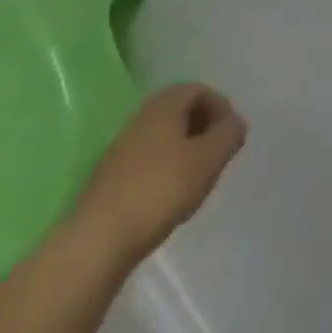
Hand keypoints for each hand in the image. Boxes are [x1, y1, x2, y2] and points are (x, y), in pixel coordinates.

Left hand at [71, 85, 247, 265]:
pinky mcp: (109, 178)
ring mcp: (121, 148)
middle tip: (216, 157)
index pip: (200, 90)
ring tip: (195, 181)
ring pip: (164, 138)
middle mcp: (142, 116)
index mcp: (165, 103)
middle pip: (181, 112)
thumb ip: (229, 134)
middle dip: (204, 130)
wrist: (96, 242)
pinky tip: (168, 199)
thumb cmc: (160, 190)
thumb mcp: (209, 159)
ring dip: (185, 152)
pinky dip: (164, 171)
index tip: (230, 137)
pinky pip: (147, 161)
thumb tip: (235, 123)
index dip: (221, 109)